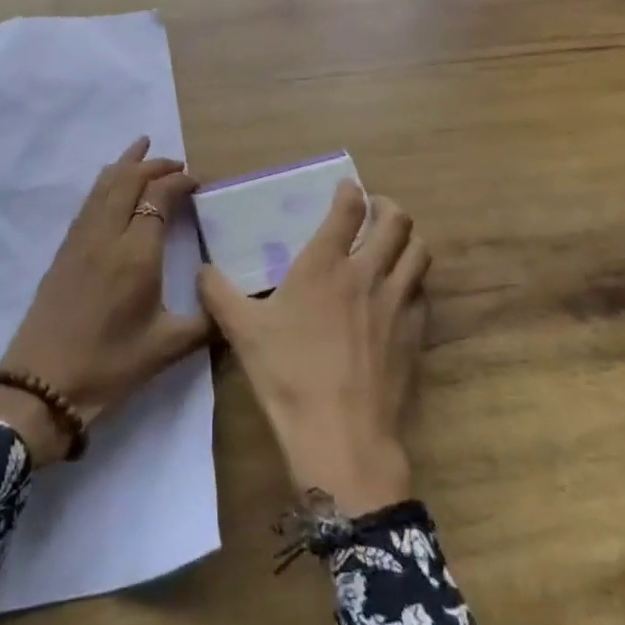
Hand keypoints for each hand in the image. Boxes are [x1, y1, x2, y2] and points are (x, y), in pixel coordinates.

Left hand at [0, 138, 211, 466]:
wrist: (41, 387)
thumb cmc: (109, 366)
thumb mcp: (167, 348)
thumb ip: (206, 322)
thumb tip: (234, 307)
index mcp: (136, 253)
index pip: (158, 197)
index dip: (179, 182)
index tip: (197, 183)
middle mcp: (107, 235)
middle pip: (128, 179)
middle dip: (154, 165)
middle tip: (177, 165)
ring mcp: (80, 239)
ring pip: (104, 184)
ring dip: (126, 164)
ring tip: (142, 149)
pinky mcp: (64, 249)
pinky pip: (89, 200)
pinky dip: (106, 182)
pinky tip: (112, 185)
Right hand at [198, 182, 429, 515]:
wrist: (342, 436)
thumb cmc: (288, 375)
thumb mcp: (242, 331)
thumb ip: (218, 293)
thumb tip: (201, 270)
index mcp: (325, 264)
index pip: (349, 208)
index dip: (351, 191)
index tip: (348, 187)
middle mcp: (368, 273)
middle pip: (397, 221)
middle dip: (388, 207)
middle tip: (375, 211)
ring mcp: (397, 303)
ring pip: (419, 252)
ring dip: (407, 240)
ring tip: (393, 244)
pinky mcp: (416, 333)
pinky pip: (423, 292)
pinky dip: (414, 281)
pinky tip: (400, 293)